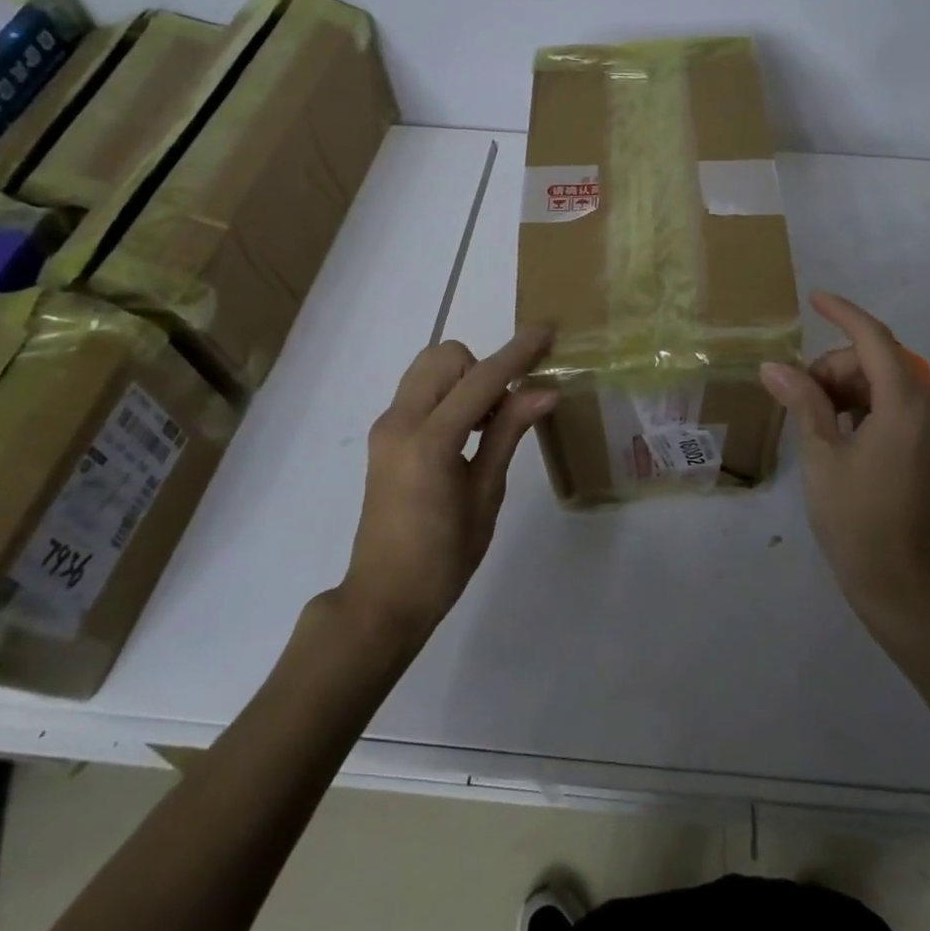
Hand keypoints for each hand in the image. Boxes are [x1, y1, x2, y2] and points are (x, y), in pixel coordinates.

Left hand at [342, 326, 555, 646]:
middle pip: (445, 357)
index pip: (481, 379)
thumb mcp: (486, 494)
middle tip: (502, 412)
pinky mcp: (383, 437)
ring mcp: (386, 428)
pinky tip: (466, 434)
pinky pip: (420, 391)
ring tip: (485, 425)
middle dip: (482, 368)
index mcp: (429, 441)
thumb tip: (544, 390)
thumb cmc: (444, 558)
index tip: (546, 331)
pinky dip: (448, 394)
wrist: (384, 599)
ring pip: (428, 368)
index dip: (517, 353)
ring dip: (464, 379)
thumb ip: (508, 433)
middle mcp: (400, 422)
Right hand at [760, 292, 929, 626]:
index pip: (874, 339)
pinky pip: (896, 406)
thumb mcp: (822, 457)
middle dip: (836, 366)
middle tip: (799, 395)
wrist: (903, 588)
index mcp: (907, 406)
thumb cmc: (857, 522)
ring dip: (848, 386)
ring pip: (886, 382)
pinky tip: (837, 430)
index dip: (842, 313)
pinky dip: (864, 405)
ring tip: (814, 417)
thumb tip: (774, 366)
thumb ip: (803, 402)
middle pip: (878, 361)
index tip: (814, 299)